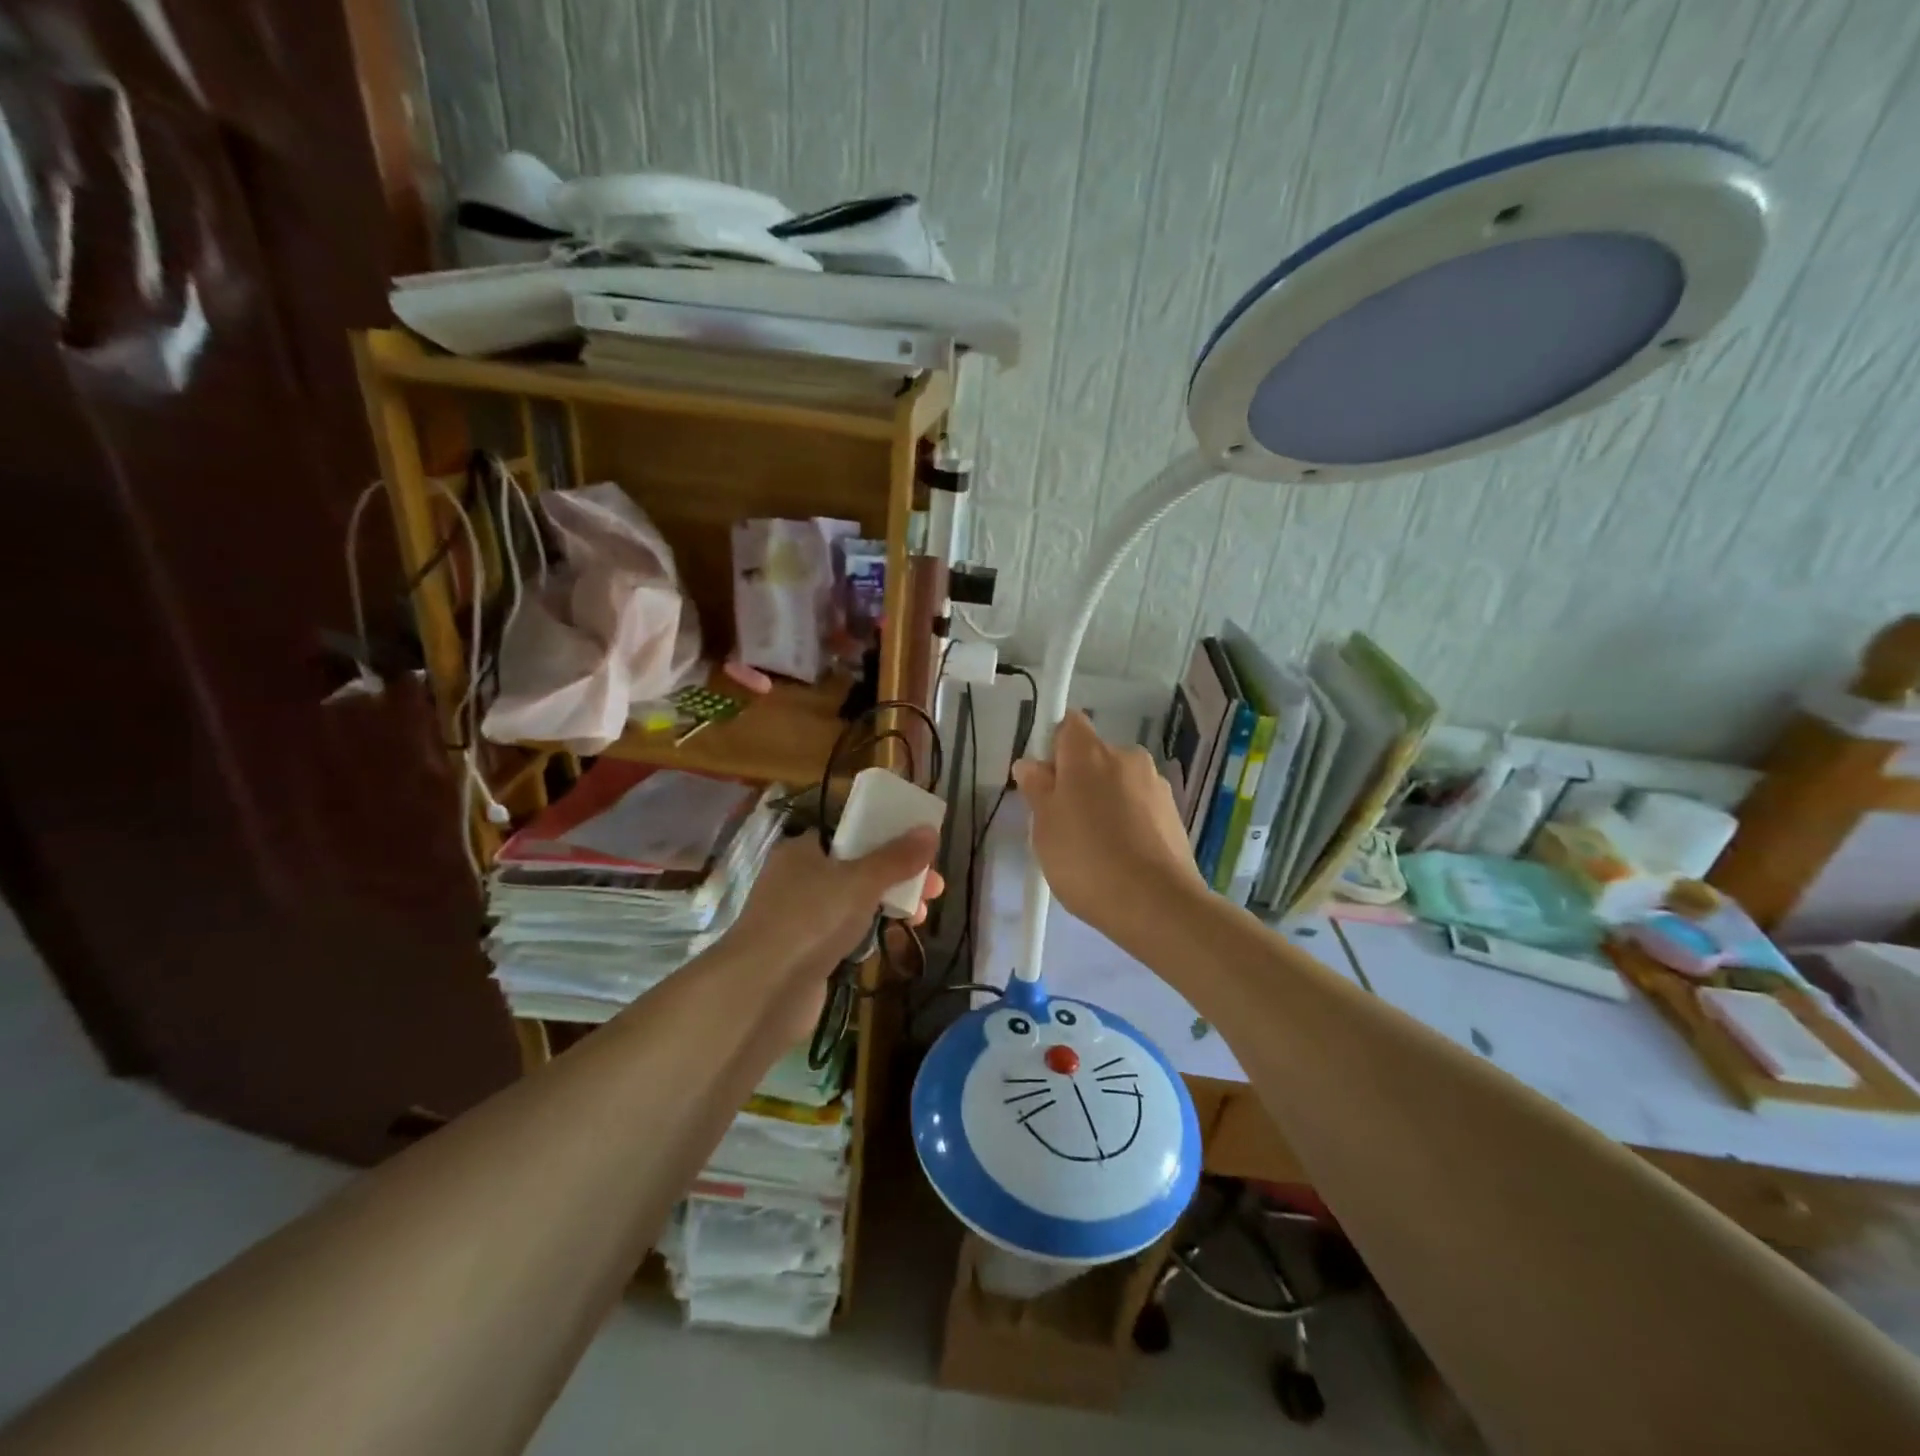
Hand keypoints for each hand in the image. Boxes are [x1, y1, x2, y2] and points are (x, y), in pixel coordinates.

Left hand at [726, 828, 942, 982]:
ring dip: (888, 905)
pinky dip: (867, 933)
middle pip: (858, 867)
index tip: (920, 850)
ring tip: (921, 917)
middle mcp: (798, 878)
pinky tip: (889, 941)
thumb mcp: (861, 881)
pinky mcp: (805, 951)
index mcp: (804, 849)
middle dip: (898, 876)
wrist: (763, 990)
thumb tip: (929, 830)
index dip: (887, 837)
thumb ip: (897, 857)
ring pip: (853, 902)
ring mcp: (800, 917)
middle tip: (934, 888)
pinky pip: (844, 932)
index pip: (850, 832)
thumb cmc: (812, 920)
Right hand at [1012, 710, 1204, 944]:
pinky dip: (1128, 821)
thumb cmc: (1086, 859)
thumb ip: (1037, 789)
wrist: (1156, 903)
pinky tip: (1120, 857)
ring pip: (1118, 783)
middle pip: (1093, 756)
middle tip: (1062, 821)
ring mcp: (1155, 784)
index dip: (1053, 746)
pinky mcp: (1174, 813)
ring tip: (1094, 847)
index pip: (1067, 725)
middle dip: (1077, 780)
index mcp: (1090, 753)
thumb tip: (1031, 765)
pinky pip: (1139, 806)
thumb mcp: (1045, 828)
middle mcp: (1126, 757)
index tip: (1044, 779)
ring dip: (1104, 802)